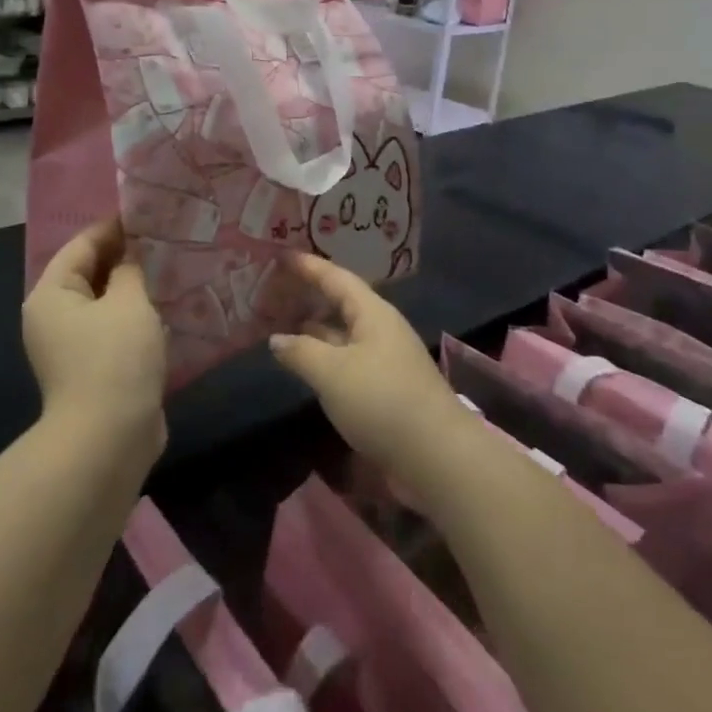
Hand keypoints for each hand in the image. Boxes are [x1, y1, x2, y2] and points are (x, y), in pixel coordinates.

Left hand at [23, 219, 167, 446]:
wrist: (109, 439)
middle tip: (165, 239)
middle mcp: (54, 317)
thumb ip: (130, 269)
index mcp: (51, 294)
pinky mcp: (93, 369)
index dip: (114, 227)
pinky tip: (167, 306)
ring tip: (171, 267)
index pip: (82, 245)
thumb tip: (130, 256)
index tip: (148, 214)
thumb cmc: (114, 358)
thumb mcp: (128, 302)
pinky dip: (136, 316)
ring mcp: (72, 347)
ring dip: (134, 288)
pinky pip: (115, 329)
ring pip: (106, 303)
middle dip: (126, 257)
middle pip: (90, 273)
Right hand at [272, 254, 477, 497]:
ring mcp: (386, 359)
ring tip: (282, 325)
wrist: (436, 455)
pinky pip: (348, 358)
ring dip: (315, 328)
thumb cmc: (381, 400)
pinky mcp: (386, 388)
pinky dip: (324, 355)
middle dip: (310, 295)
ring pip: (344, 333)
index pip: (336, 278)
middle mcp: (381, 329)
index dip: (308, 266)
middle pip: (342, 302)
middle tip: (276, 291)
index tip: (281, 255)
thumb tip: (276, 339)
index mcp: (373, 313)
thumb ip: (300, 351)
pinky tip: (306, 364)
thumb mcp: (332, 372)